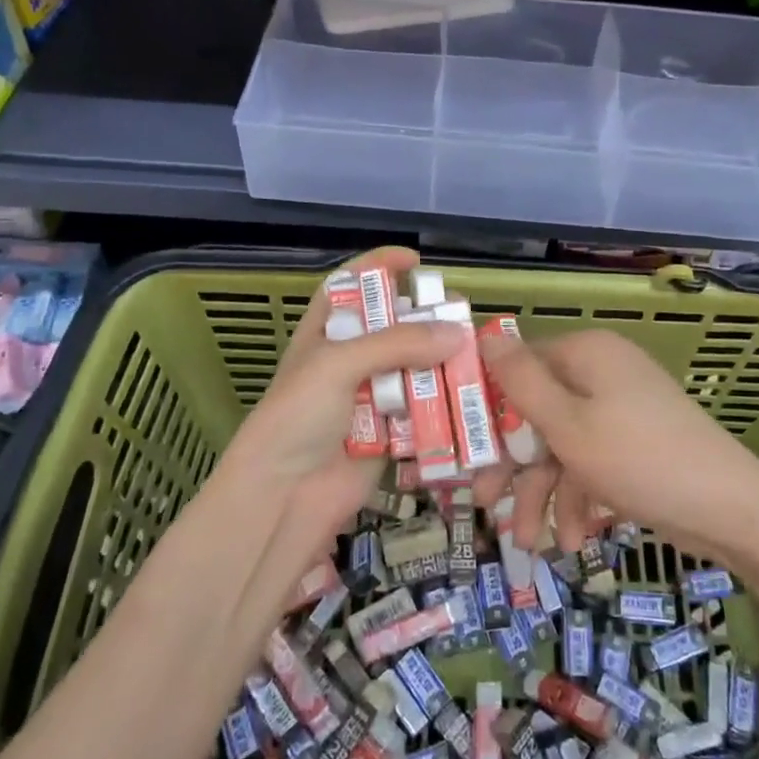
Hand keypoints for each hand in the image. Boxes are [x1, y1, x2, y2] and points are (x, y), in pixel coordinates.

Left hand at [224, 247, 463, 553]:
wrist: (284, 497)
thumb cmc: (298, 415)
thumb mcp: (338, 364)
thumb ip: (397, 343)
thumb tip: (457, 332)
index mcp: (326, 332)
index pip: (350, 286)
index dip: (378, 267)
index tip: (414, 260)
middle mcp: (349, 359)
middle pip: (393, 326)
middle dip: (425, 318)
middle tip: (459, 312)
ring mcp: (370, 396)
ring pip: (414, 367)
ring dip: (442, 360)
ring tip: (475, 352)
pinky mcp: (390, 432)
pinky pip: (424, 409)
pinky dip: (445, 402)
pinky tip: (470, 393)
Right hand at [474, 328, 758, 561]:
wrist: (732, 511)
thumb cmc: (639, 460)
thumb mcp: (567, 425)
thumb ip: (520, 382)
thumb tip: (483, 335)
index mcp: (585, 353)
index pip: (519, 366)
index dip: (488, 406)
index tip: (463, 448)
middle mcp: (601, 371)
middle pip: (538, 411)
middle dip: (514, 463)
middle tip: (485, 502)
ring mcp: (621, 408)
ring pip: (563, 443)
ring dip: (544, 492)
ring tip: (530, 543)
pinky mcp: (636, 442)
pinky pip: (592, 460)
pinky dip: (579, 497)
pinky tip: (574, 540)